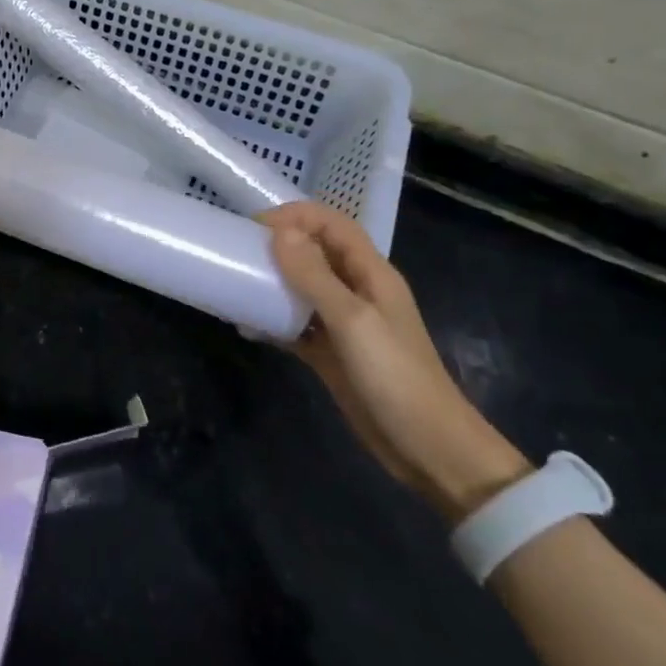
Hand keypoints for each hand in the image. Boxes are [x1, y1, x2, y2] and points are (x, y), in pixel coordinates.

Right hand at [261, 202, 529, 520]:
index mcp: (371, 274)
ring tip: (236, 284)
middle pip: (315, 252)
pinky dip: (272, 321)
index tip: (255, 226)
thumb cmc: (395, 376)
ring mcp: (344, 324)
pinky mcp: (331, 353)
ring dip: (272, 282)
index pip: (332, 224)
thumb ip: (315, 276)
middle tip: (238, 253)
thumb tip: (278, 231)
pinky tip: (246, 326)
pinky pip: (296, 325)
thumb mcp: (353, 320)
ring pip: (302, 288)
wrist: (429, 450)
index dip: (296, 216)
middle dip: (279, 246)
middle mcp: (357, 291)